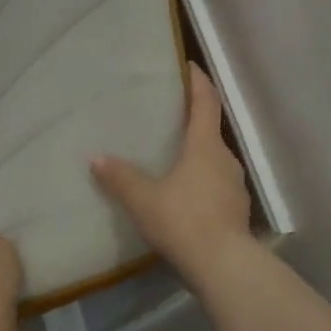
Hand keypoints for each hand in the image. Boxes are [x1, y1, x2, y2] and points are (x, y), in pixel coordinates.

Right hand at [93, 64, 252, 284]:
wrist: (223, 265)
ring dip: (197, 154)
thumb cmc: (183, 220)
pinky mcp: (235, 210)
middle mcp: (226, 159)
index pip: (205, 102)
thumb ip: (119, 177)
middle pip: (210, 130)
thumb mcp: (143, 199)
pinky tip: (183, 194)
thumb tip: (95, 158)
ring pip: (214, 160)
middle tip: (168, 116)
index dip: (197, 81)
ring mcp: (235, 186)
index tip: (187, 65)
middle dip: (192, 120)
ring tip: (171, 157)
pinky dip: (201, 181)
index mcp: (205, 146)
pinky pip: (216, 185)